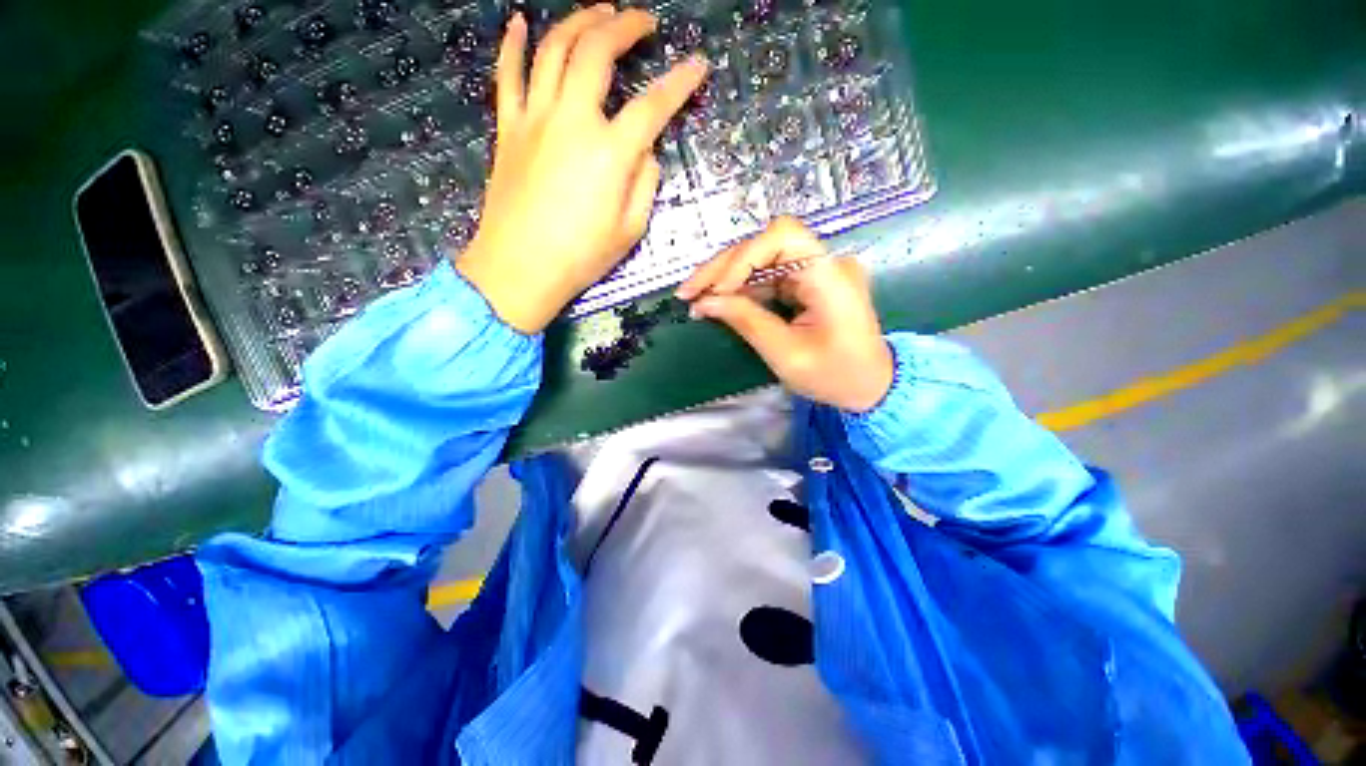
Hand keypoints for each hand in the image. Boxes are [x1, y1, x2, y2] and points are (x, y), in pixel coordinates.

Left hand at [455, 5, 708, 332]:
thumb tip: (644, 152)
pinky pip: (508, 74)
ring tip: (599, 12)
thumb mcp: (631, 230)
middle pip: (597, 51)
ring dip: (579, 21)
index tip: (698, 65)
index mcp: (610, 153)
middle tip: (642, 21)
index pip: (653, 106)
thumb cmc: (581, 256)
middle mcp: (572, 120)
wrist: (521, 267)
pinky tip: (519, 22)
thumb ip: (645, 184)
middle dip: (624, 25)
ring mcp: (535, 118)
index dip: (679, 83)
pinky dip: (512, 43)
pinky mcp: (508, 127)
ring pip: (553, 48)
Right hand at [676, 217, 894, 412]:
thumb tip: (705, 301)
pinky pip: (767, 276)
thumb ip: (746, 321)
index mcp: (830, 277)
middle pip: (765, 244)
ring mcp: (815, 271)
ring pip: (761, 259)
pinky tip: (717, 300)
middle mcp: (824, 263)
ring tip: (695, 298)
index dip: (743, 256)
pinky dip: (740, 288)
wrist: (871, 387)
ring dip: (725, 277)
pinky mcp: (806, 282)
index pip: (783, 236)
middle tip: (688, 292)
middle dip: (723, 268)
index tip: (717, 290)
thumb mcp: (786, 355)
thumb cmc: (835, 376)